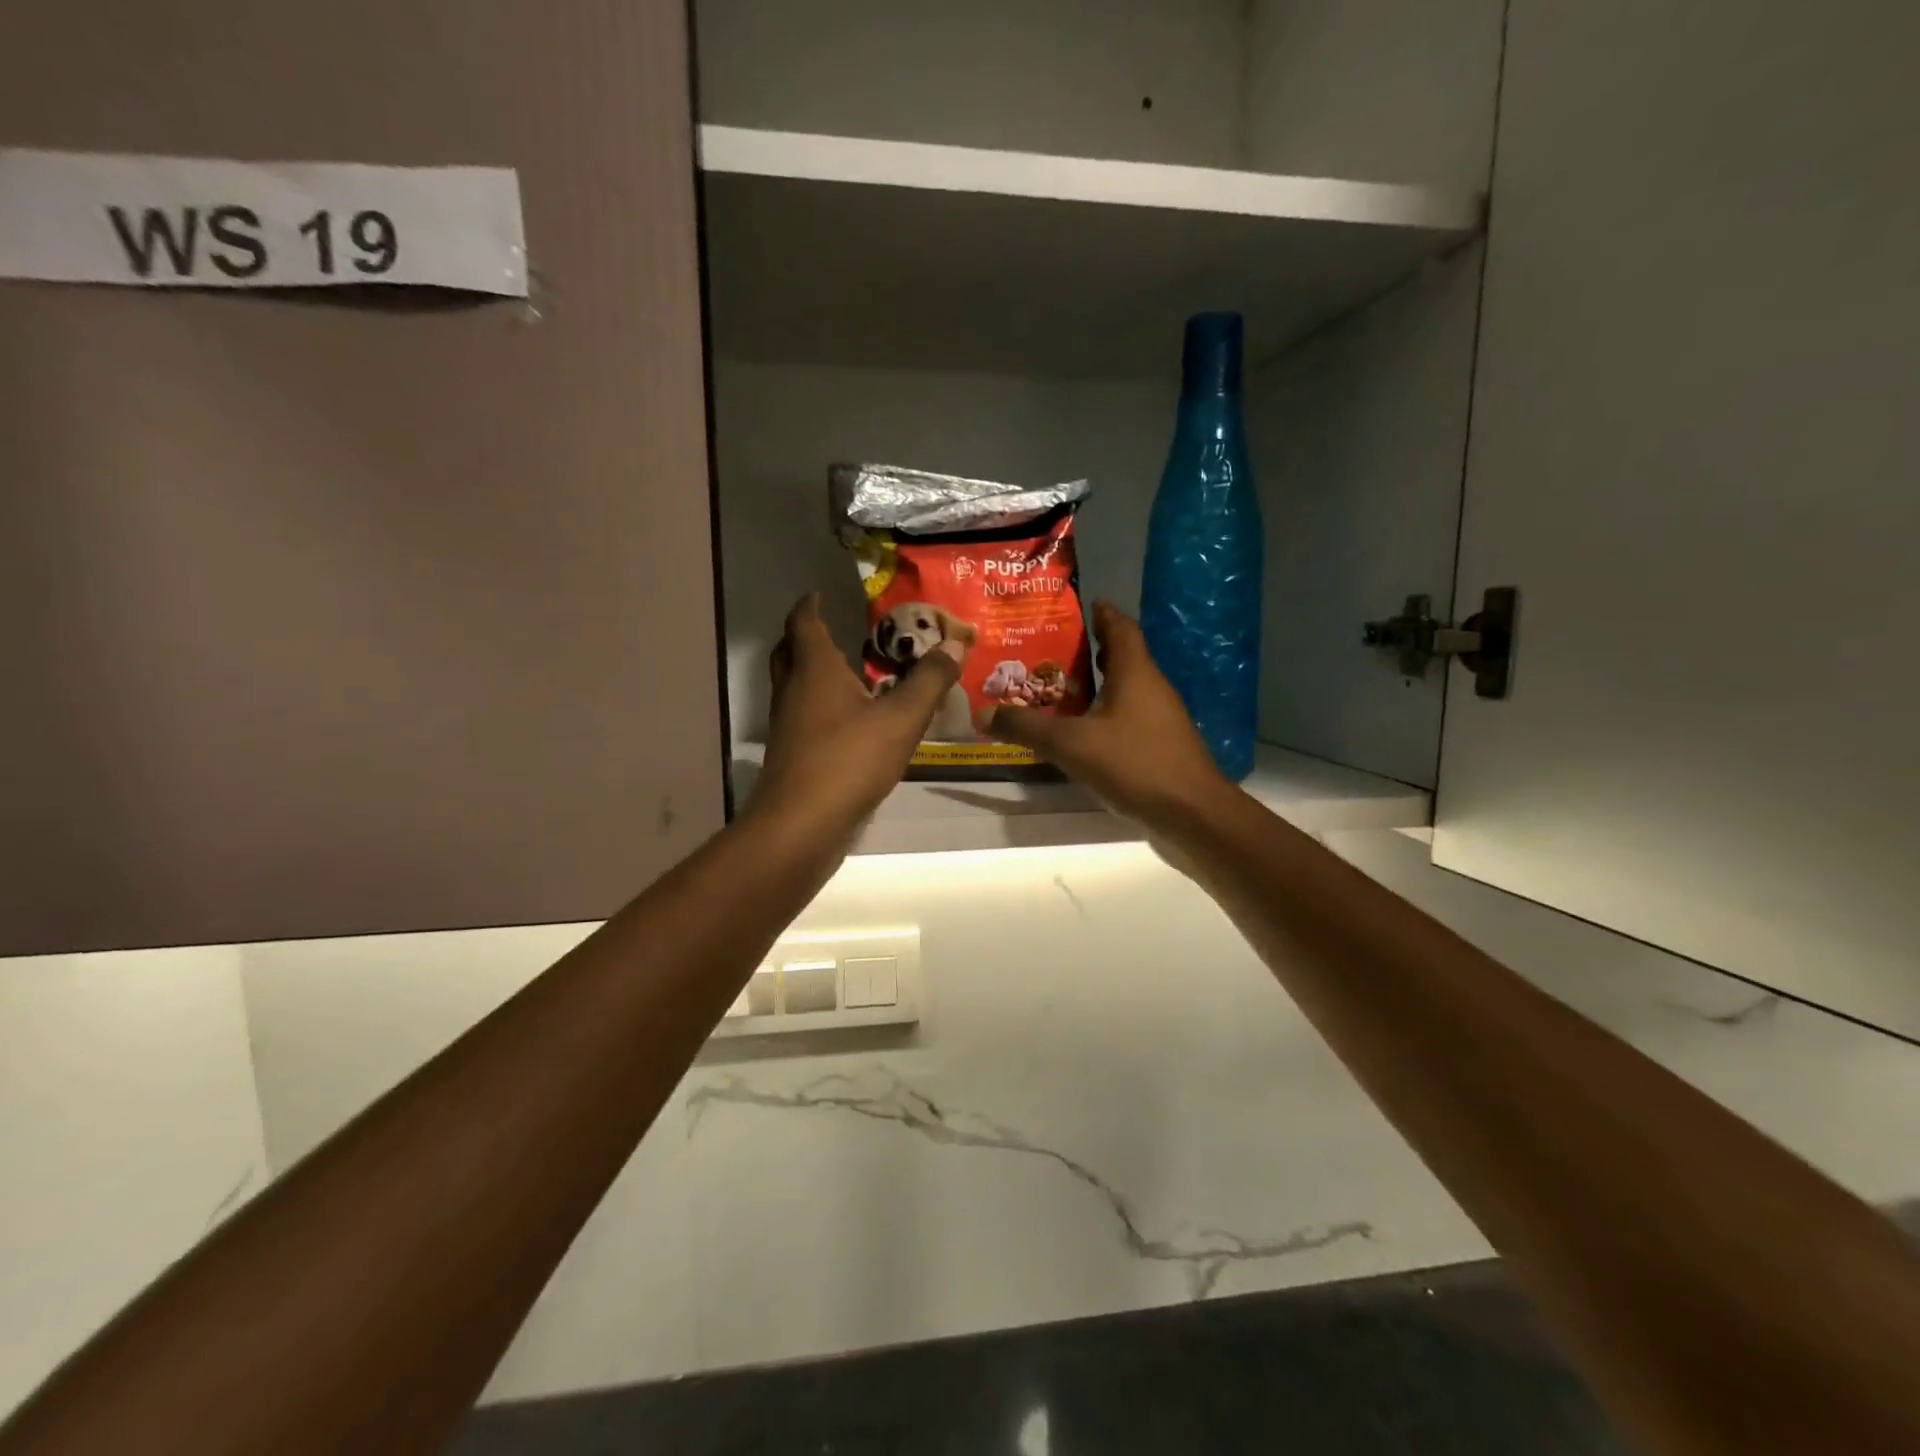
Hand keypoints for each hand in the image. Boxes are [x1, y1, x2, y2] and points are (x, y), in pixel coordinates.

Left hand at [749, 593, 961, 836]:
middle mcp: (792, 691)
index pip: (804, 622)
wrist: (801, 825)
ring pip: (794, 687)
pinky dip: (820, 707)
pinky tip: (849, 722)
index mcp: (814, 670)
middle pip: (789, 652)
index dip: (810, 605)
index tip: (819, 594)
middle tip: (831, 629)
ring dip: (812, 673)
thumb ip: (929, 681)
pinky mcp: (792, 756)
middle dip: (806, 636)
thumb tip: (955, 645)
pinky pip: (803, 717)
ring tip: (847, 672)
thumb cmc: (849, 760)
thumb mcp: (901, 718)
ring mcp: (787, 725)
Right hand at [989, 602, 1231, 829]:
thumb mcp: (1071, 744)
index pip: (1120, 627)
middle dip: (1089, 651)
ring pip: (1125, 689)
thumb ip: (1027, 727)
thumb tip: (983, 713)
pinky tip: (1082, 732)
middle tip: (1050, 651)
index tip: (1078, 606)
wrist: (1192, 814)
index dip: (1101, 613)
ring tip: (1058, 690)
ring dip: (1096, 685)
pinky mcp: (1161, 746)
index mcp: (1135, 672)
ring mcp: (1160, 718)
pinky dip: (1105, 715)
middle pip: (1122, 657)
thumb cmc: (1134, 763)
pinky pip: (1129, 717)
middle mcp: (1151, 687)